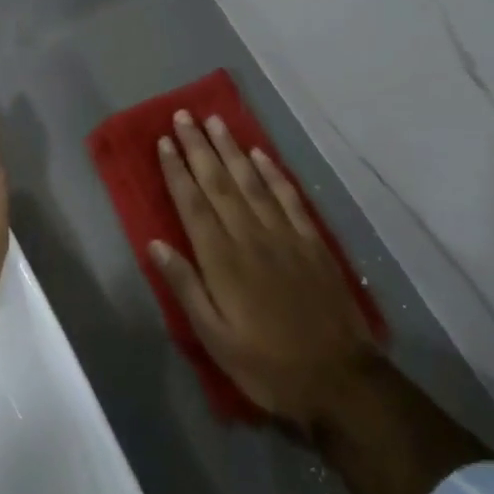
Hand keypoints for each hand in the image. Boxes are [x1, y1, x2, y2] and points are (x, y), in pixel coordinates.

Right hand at [153, 111, 379, 433]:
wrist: (338, 378)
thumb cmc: (266, 365)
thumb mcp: (214, 338)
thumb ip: (186, 287)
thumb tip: (156, 244)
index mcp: (223, 261)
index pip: (193, 204)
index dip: (177, 170)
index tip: (164, 141)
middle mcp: (251, 237)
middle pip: (219, 183)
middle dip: (199, 147)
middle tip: (184, 115)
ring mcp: (285, 235)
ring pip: (252, 181)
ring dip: (232, 149)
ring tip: (215, 121)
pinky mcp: (312, 241)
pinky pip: (288, 197)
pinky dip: (273, 172)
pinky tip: (260, 155)